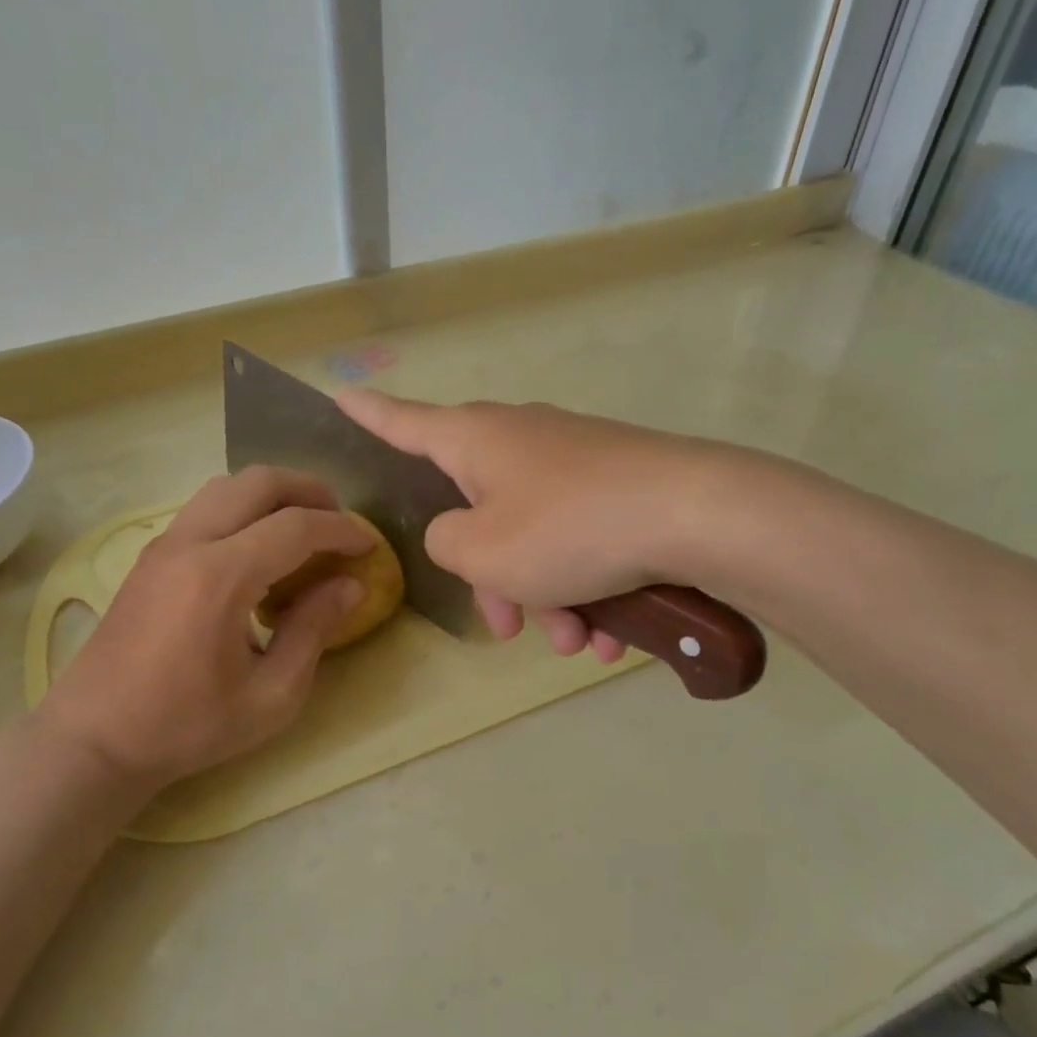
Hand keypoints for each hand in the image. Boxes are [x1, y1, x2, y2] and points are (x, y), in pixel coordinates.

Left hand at [36, 467, 371, 794]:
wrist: (94, 739)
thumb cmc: (187, 726)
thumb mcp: (270, 696)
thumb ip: (313, 631)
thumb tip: (350, 586)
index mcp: (220, 577)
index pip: (295, 527)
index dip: (341, 529)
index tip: (369, 546)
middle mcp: (189, 544)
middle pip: (258, 482)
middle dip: (309, 491)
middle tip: (339, 521)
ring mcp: (164, 545)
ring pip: (227, 486)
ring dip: (273, 495)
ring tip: (302, 529)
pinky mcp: (150, 557)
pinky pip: (205, 508)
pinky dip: (243, 510)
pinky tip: (258, 552)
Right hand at [336, 390, 717, 658]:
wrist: (696, 515)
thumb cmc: (568, 528)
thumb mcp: (481, 550)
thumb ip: (446, 543)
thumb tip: (462, 535)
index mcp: (474, 440)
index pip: (402, 422)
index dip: (367, 414)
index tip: (339, 394)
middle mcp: (520, 440)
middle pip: (478, 510)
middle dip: (491, 577)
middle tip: (508, 628)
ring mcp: (573, 461)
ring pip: (534, 537)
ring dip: (546, 596)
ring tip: (578, 643)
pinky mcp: (618, 485)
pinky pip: (580, 539)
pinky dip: (586, 586)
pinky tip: (614, 635)